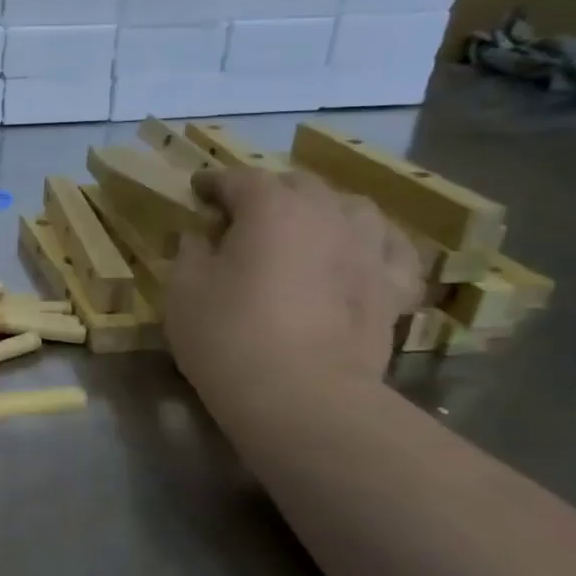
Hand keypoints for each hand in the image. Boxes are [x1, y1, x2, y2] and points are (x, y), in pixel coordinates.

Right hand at [162, 167, 422, 405]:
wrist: (301, 396)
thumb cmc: (228, 336)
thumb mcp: (183, 290)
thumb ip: (190, 252)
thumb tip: (200, 236)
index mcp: (271, 208)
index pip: (239, 179)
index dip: (214, 183)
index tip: (197, 192)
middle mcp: (327, 214)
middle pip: (298, 185)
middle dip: (268, 193)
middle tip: (242, 216)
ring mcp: (368, 249)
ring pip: (351, 208)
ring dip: (323, 210)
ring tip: (305, 229)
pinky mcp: (392, 288)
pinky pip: (391, 250)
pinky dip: (371, 244)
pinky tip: (359, 254)